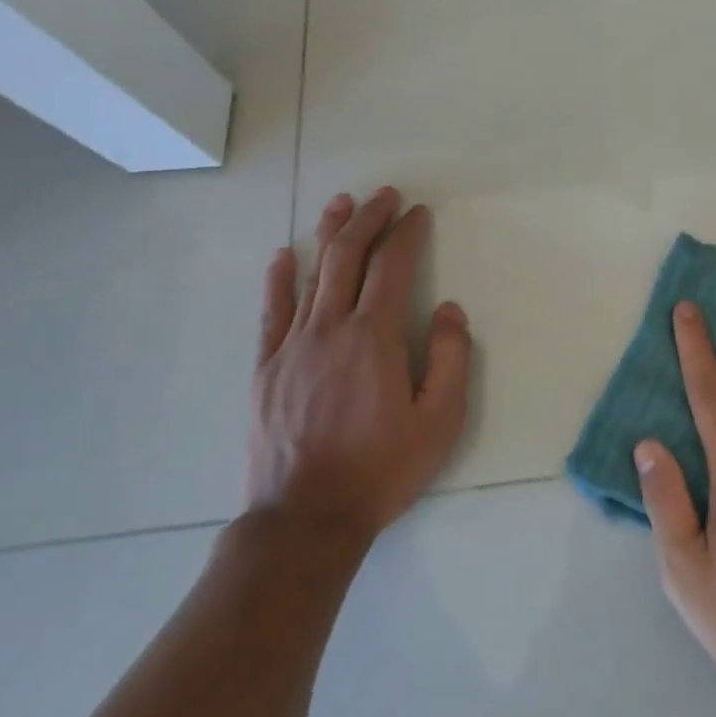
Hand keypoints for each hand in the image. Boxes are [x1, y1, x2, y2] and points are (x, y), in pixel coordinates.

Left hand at [246, 188, 471, 544]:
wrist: (305, 521)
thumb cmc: (381, 469)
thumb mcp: (440, 420)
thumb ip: (450, 358)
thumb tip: (447, 309)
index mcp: (373, 336)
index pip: (391, 266)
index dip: (406, 233)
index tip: (417, 213)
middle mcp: (329, 328)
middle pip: (347, 257)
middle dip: (368, 219)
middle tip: (384, 195)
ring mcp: (291, 346)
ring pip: (311, 275)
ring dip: (328, 235)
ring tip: (341, 203)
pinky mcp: (265, 369)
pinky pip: (271, 313)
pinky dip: (278, 280)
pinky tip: (283, 256)